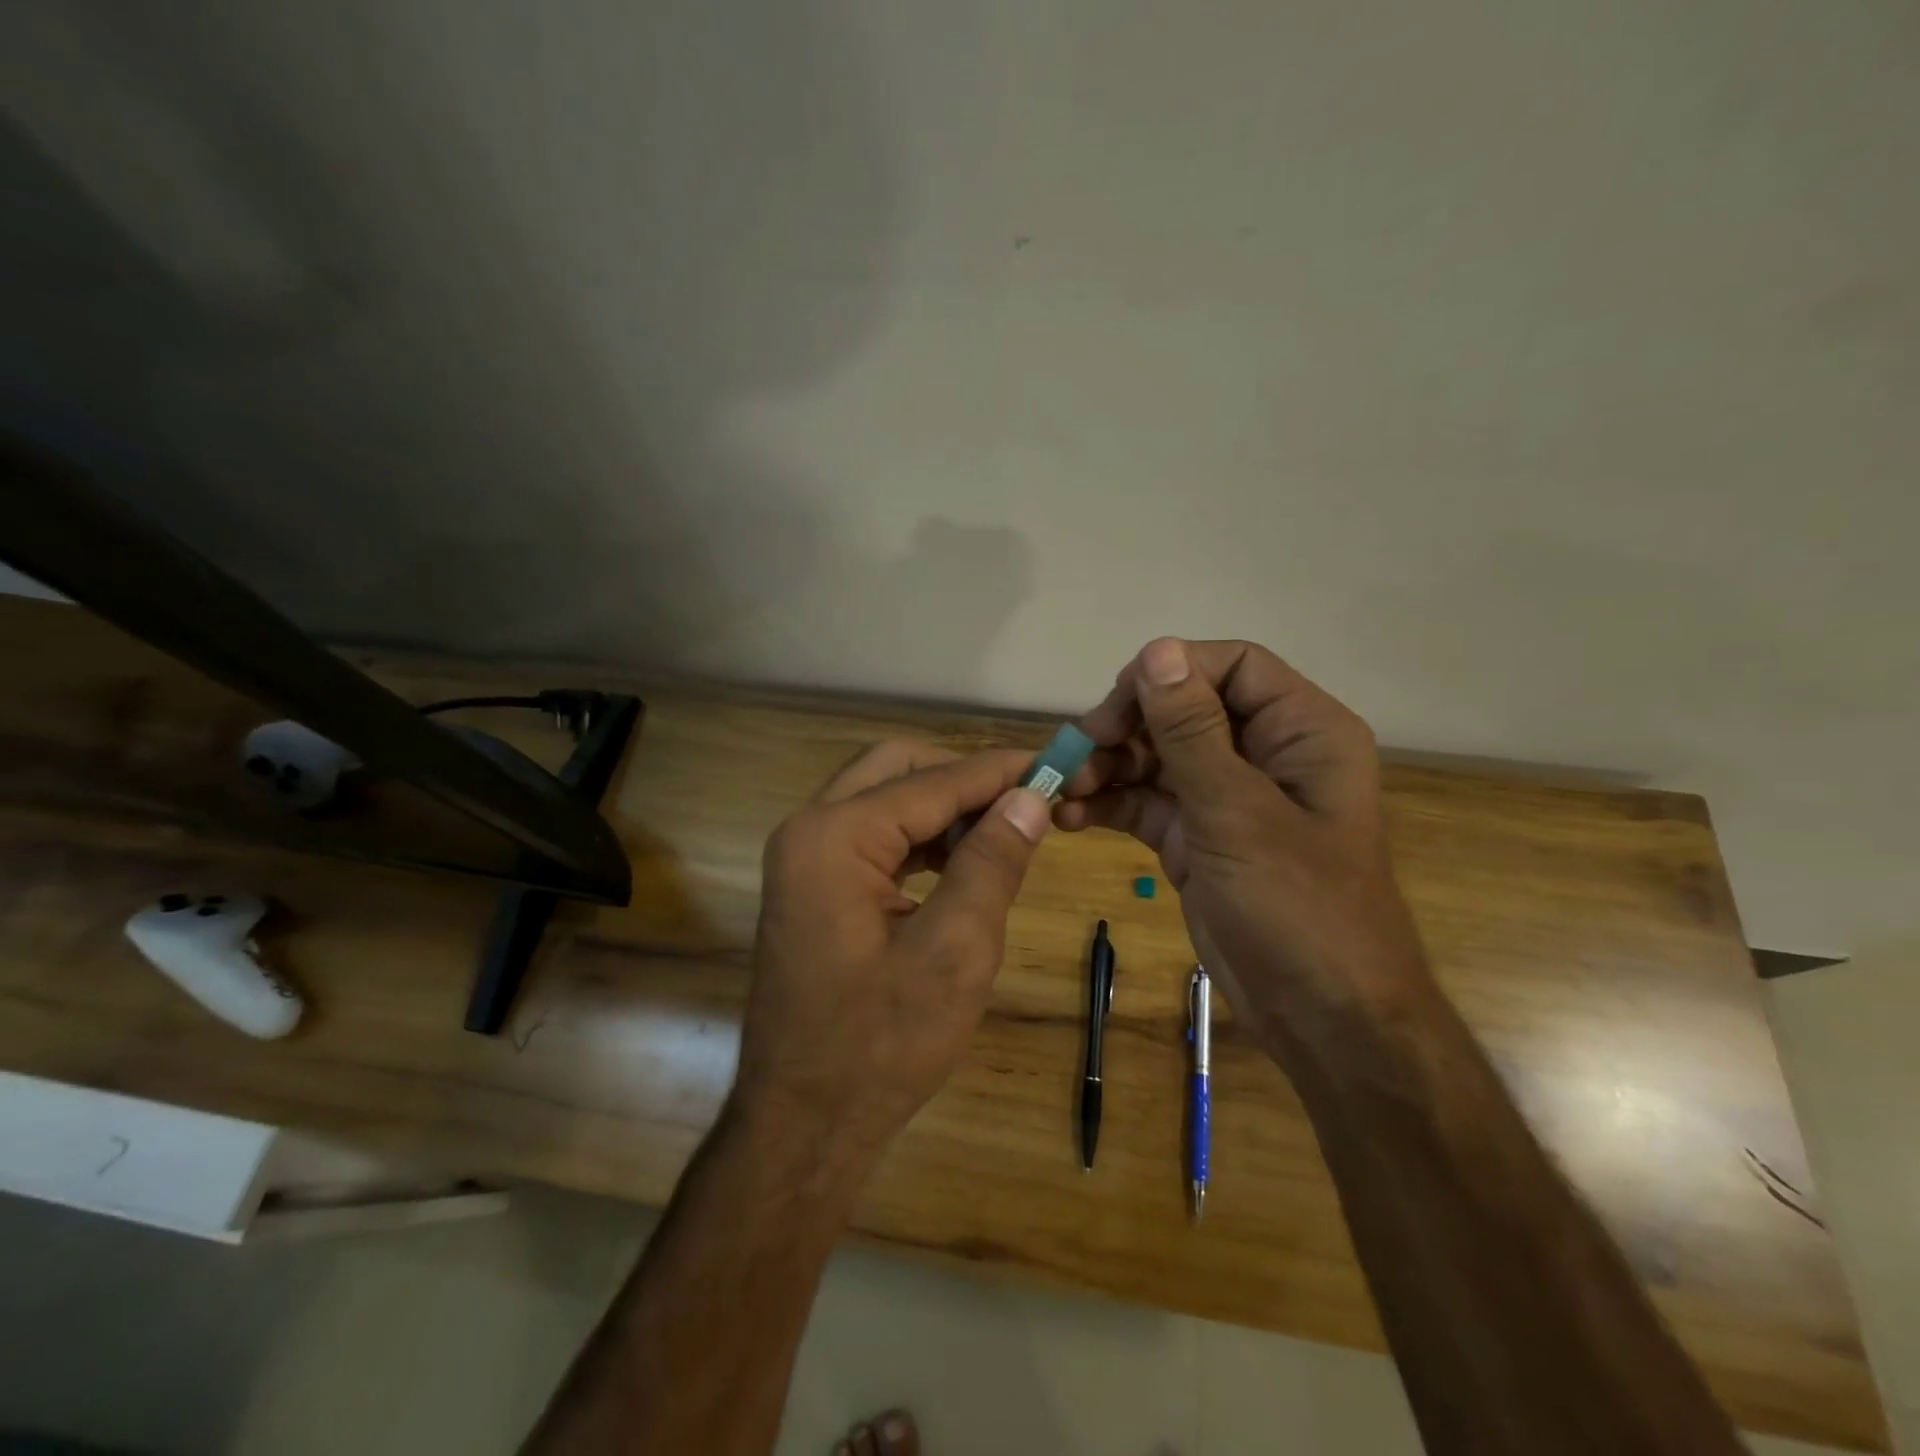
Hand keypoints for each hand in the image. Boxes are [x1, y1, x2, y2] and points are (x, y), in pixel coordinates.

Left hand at [733, 740, 1050, 1181]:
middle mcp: (808, 829)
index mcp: (834, 836)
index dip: (999, 772)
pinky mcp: (813, 885)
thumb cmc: (881, 1045)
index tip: (1058, 766)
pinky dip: (921, 837)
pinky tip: (963, 860)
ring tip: (1005, 830)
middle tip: (1025, 798)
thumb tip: (1030, 797)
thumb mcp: (955, 951)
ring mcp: (804, 858)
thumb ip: (992, 862)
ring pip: (884, 798)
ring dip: (944, 806)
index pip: (932, 782)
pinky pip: (873, 836)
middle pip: (897, 768)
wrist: (803, 1125)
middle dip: (964, 776)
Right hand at [1058, 638, 1428, 1054]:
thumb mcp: (1238, 813)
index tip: (1117, 704)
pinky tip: (1072, 818)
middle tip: (1078, 750)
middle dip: (1127, 726)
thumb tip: (1157, 650)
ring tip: (1064, 789)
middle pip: (1184, 710)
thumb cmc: (1299, 908)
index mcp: (1301, 731)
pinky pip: (1147, 802)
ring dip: (1108, 767)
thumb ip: (1192, 731)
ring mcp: (1227, 797)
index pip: (1232, 667)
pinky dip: (1110, 804)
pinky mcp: (1197, 837)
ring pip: (1157, 756)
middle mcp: (1265, 754)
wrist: (1321, 1019)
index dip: (1171, 673)